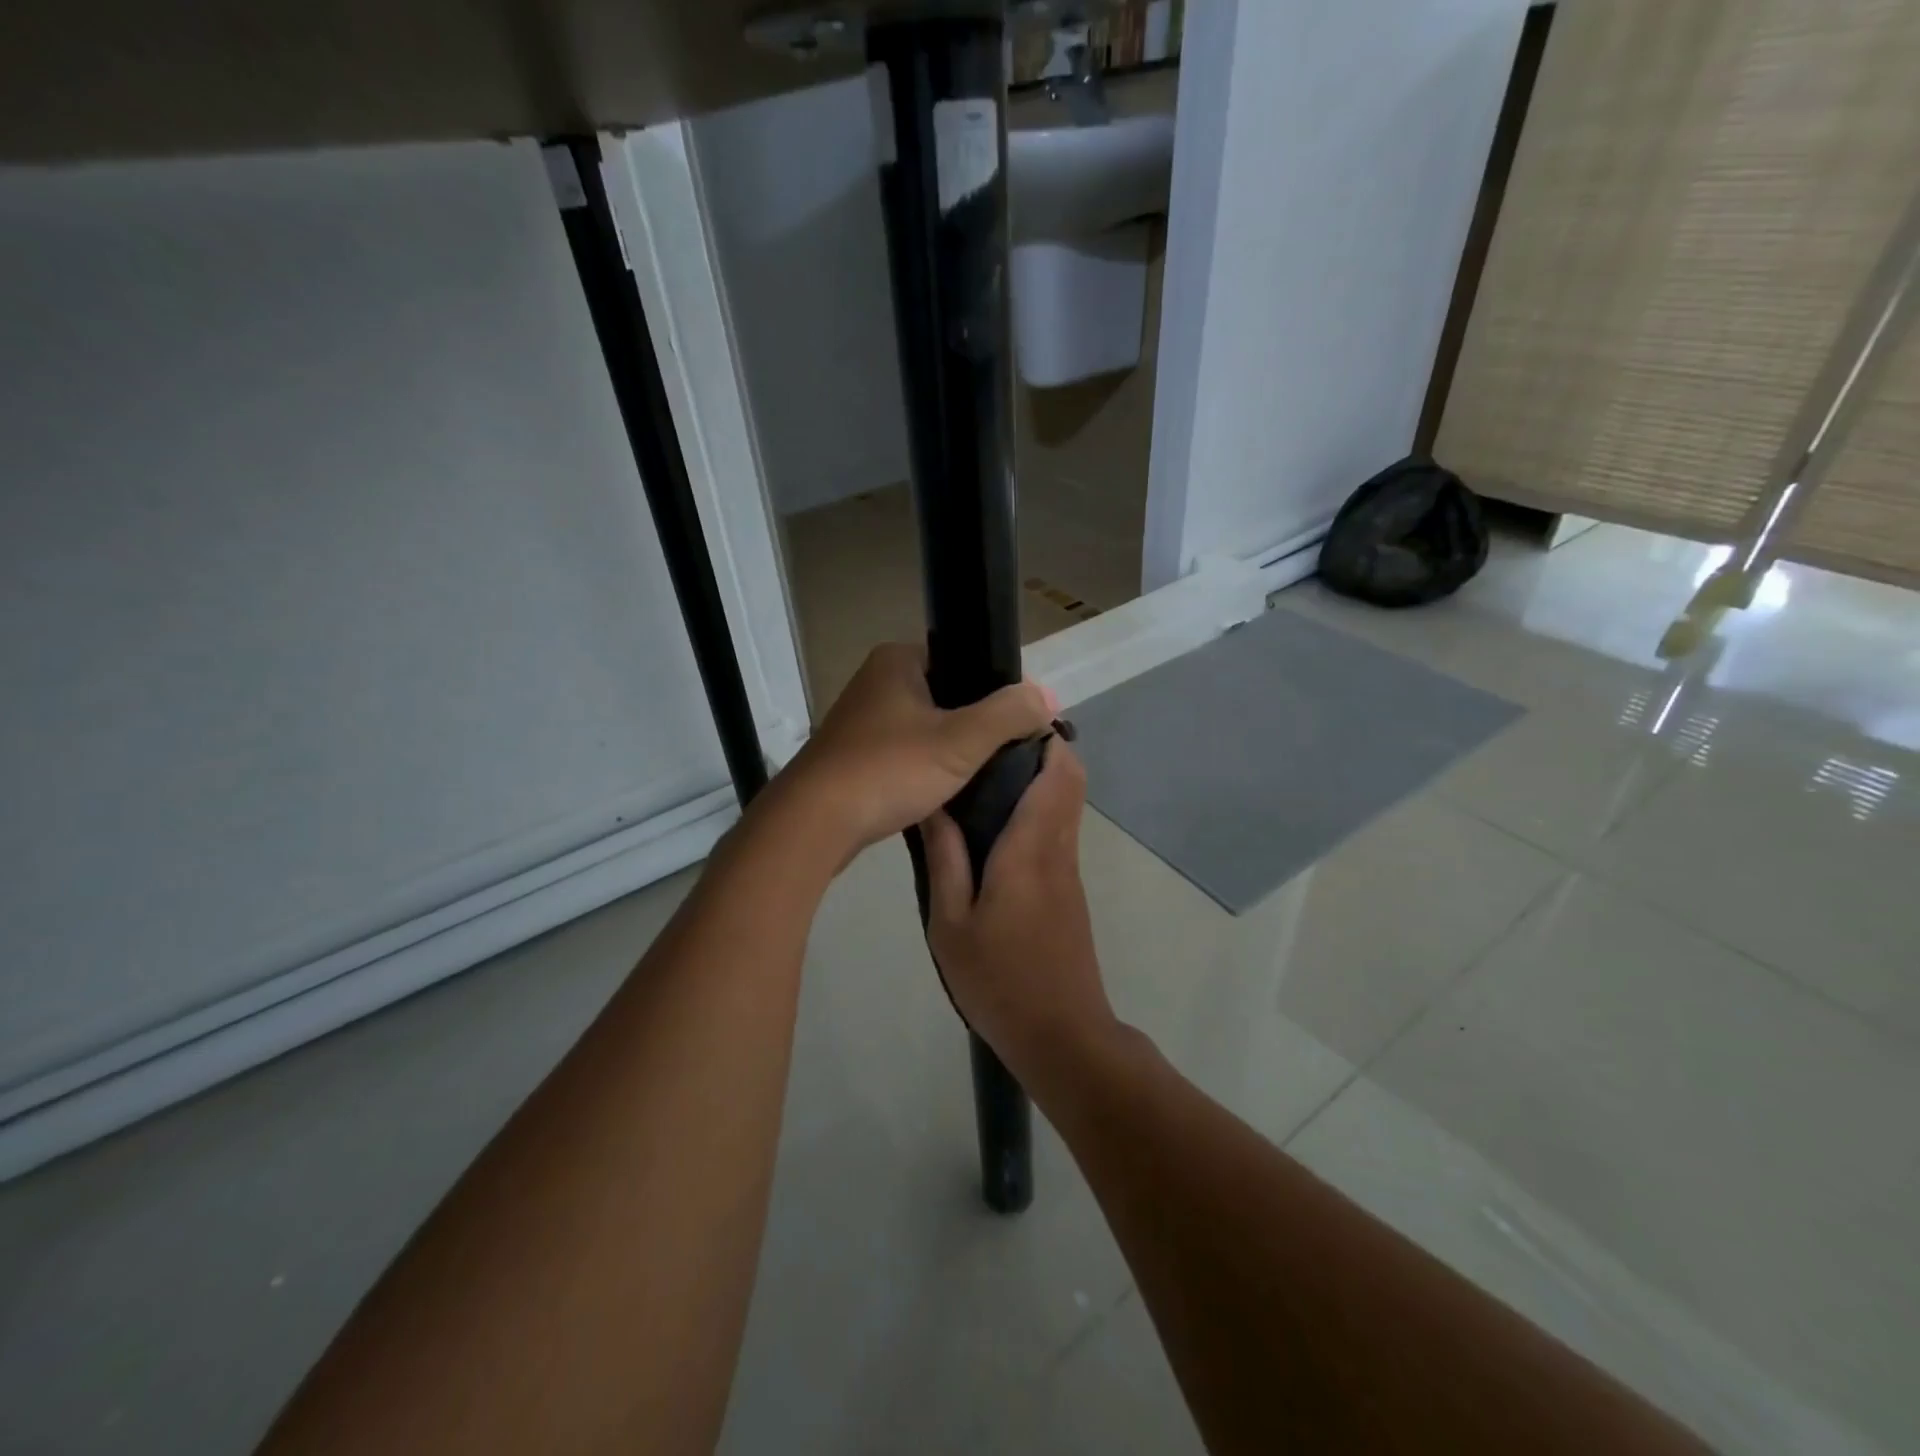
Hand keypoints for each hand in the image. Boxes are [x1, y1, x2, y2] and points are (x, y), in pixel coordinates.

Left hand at [786, 642, 1057, 857]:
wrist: (814, 823)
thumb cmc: (888, 770)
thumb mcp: (961, 740)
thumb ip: (1008, 714)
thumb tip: (1046, 696)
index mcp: (897, 659)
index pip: (963, 660)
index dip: (994, 690)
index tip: (1017, 725)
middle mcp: (876, 681)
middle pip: (947, 696)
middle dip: (975, 725)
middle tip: (1004, 756)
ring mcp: (860, 721)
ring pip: (926, 729)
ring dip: (950, 751)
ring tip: (978, 776)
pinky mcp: (852, 756)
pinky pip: (904, 755)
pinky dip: (924, 770)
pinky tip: (942, 793)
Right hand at [920, 738, 1118, 1085]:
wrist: (1062, 1037)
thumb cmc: (999, 980)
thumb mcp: (951, 923)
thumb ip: (945, 859)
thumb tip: (935, 804)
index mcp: (1031, 848)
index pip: (1057, 773)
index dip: (1043, 738)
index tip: (1006, 722)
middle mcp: (1059, 849)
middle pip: (1070, 780)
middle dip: (1041, 750)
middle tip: (987, 746)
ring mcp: (1070, 872)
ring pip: (1067, 804)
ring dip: (1041, 780)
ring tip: (984, 778)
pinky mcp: (1071, 892)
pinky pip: (1059, 831)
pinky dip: (1040, 810)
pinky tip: (997, 827)